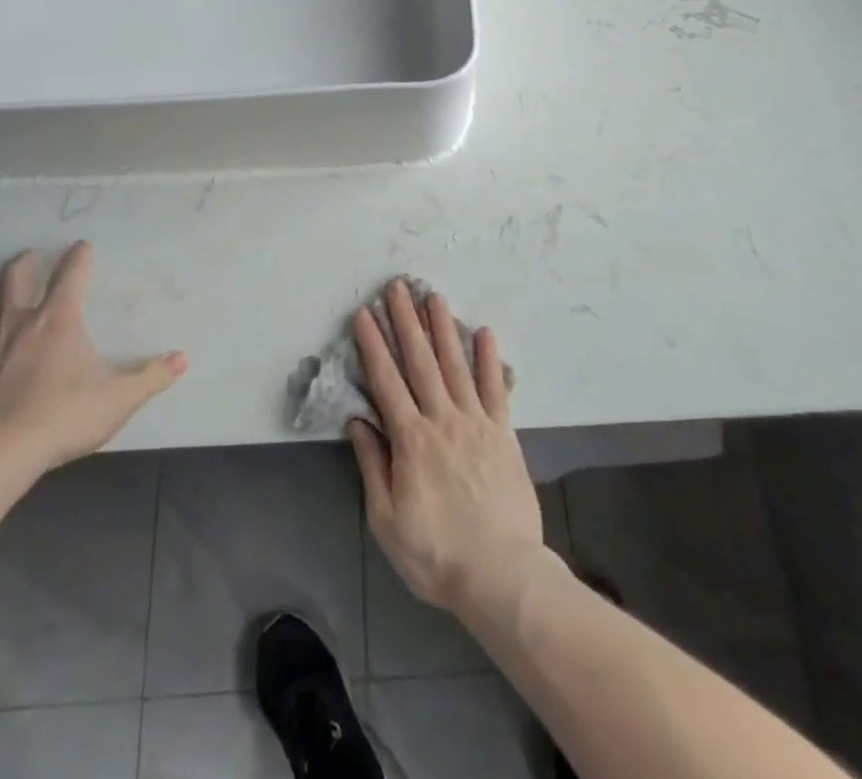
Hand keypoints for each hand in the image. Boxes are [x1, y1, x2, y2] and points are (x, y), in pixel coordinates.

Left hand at [0, 241, 185, 472]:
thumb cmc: (63, 415)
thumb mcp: (119, 398)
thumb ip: (151, 377)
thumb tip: (182, 360)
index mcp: (57, 320)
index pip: (70, 275)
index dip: (78, 257)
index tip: (82, 245)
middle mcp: (18, 325)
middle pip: (13, 280)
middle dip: (23, 264)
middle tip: (29, 256)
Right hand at [348, 278, 547, 618]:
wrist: (500, 574)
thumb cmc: (435, 553)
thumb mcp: (387, 519)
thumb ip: (373, 464)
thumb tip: (357, 420)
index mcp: (411, 440)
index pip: (385, 382)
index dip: (373, 346)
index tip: (364, 314)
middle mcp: (442, 419)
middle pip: (420, 362)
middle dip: (405, 321)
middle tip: (397, 287)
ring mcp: (476, 422)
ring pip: (455, 365)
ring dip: (443, 328)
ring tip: (433, 296)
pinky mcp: (504, 432)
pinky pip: (496, 388)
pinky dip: (489, 359)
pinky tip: (483, 332)